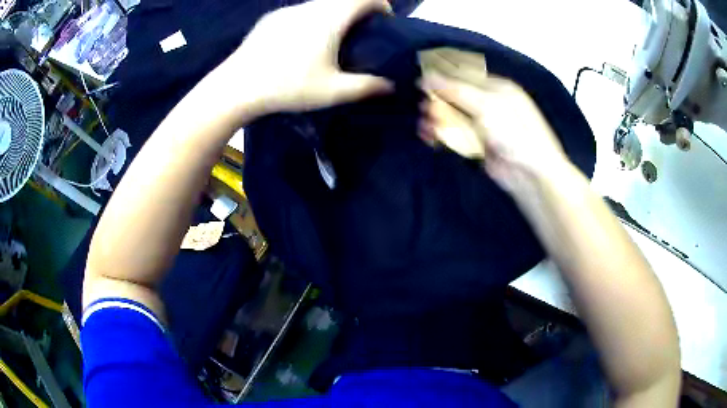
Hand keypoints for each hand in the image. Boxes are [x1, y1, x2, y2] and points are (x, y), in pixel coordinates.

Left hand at [218, 0, 393, 118]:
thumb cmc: (288, 87)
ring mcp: (288, 11)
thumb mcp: (333, 91)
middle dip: (358, 11)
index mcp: (330, 18)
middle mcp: (310, 7)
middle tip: (361, 33)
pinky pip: (300, 12)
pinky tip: (301, 43)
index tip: (385, 21)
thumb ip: (367, 86)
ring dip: (334, 14)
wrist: (237, 86)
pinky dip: (311, 19)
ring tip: (332, 39)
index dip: (381, 4)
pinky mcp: (271, 18)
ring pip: (320, 4)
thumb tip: (391, 85)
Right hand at [421, 74, 569, 193]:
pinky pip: (456, 135)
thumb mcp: (486, 105)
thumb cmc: (513, 131)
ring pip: (454, 117)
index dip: (442, 77)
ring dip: (438, 119)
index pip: (464, 75)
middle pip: (456, 96)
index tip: (421, 83)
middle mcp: (489, 103)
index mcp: (496, 87)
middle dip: (439, 101)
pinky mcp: (478, 145)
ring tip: (425, 125)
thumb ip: (455, 90)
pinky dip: (442, 135)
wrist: (530, 173)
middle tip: (425, 108)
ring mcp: (483, 125)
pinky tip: (430, 136)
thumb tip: (426, 77)